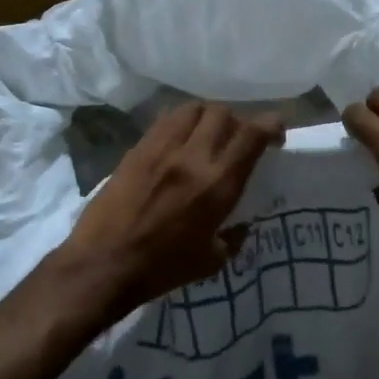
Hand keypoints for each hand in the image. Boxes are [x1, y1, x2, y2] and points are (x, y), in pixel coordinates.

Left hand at [59, 101, 283, 315]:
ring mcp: (162, 148)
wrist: (103, 264)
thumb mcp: (211, 261)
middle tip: (238, 138)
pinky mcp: (137, 148)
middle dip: (237, 121)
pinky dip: (181, 122)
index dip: (270, 125)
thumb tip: (242, 225)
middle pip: (223, 114)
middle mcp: (193, 157)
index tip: (275, 132)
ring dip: (208, 117)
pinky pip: (165, 119)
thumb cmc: (161, 269)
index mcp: (218, 185)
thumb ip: (233, 237)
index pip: (251, 135)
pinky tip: (179, 139)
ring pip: (194, 109)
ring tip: (208, 133)